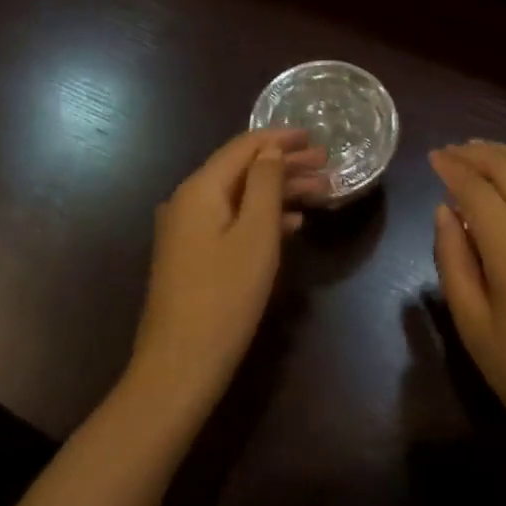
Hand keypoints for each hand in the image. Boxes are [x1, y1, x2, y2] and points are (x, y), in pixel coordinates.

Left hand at [128, 129, 325, 419]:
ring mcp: (187, 230)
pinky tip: (292, 225)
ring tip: (320, 193)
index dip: (280, 138)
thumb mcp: (256, 235)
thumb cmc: (224, 297)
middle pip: (243, 169)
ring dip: (279, 191)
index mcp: (200, 188)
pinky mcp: (192, 256)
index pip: (244, 146)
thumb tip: (270, 149)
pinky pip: (232, 220)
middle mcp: (188, 200)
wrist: (178, 369)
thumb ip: (265, 183)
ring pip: (240, 196)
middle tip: (326, 165)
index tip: (314, 136)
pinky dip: (262, 216)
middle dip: (285, 165)